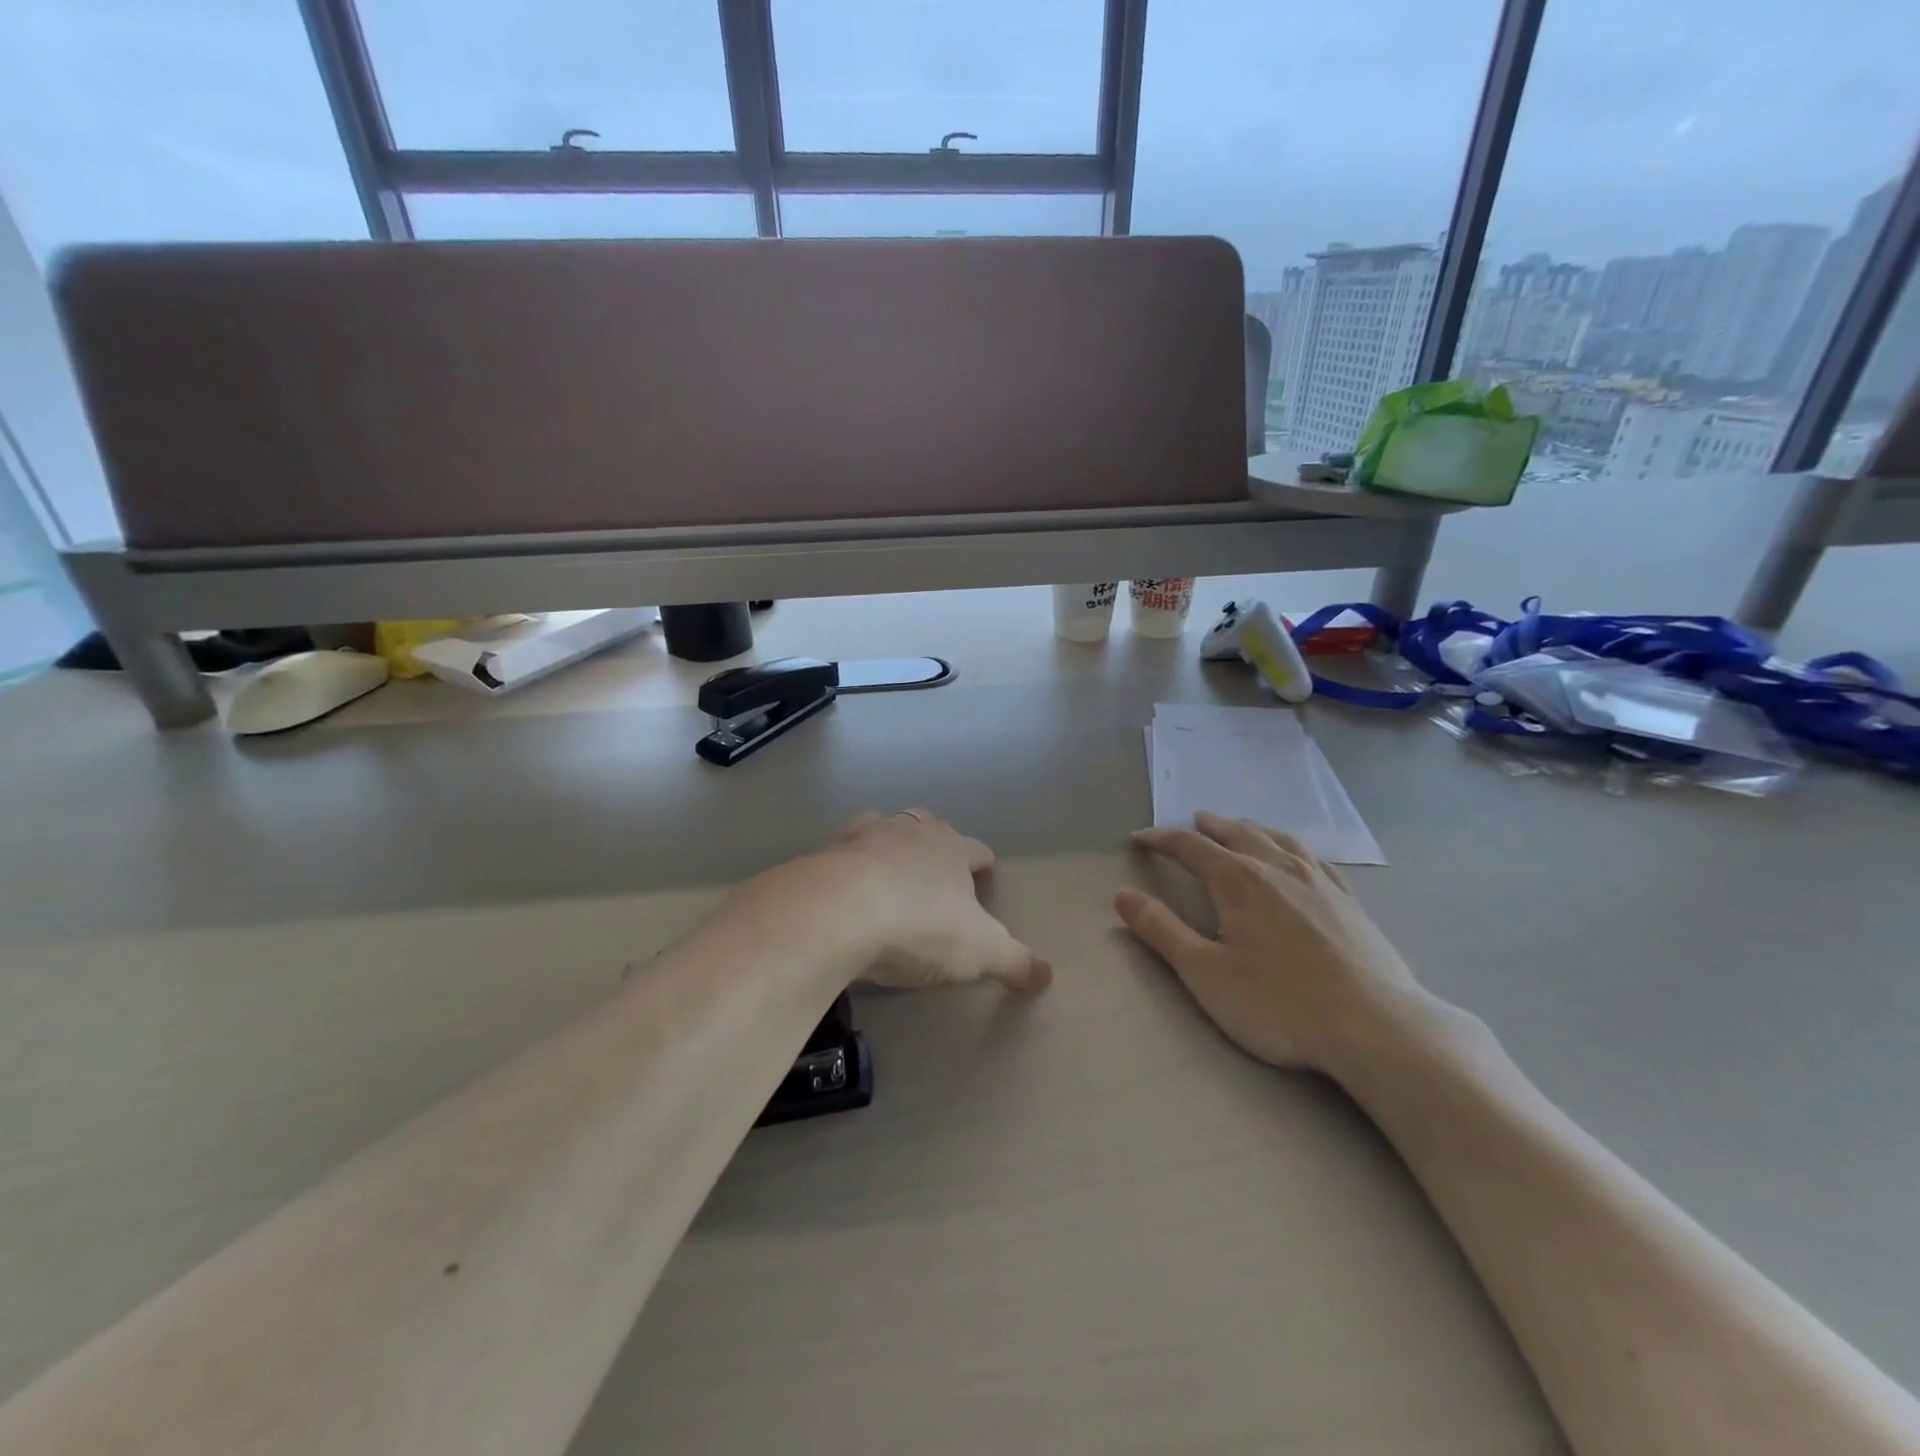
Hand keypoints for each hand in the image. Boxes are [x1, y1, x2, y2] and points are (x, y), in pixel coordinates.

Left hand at [817, 810, 1052, 993]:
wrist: (836, 912)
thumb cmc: (919, 925)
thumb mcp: (979, 951)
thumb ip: (1014, 960)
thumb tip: (1047, 973)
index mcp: (950, 848)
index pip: (975, 849)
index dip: (981, 861)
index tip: (984, 870)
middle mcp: (909, 832)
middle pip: (928, 826)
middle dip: (935, 842)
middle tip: (936, 866)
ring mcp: (862, 837)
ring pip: (882, 829)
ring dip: (888, 844)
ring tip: (888, 867)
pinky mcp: (823, 854)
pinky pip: (840, 854)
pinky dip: (846, 865)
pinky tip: (843, 886)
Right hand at [1115, 811, 1419, 1072]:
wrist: (1376, 1028)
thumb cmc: (1279, 1004)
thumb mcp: (1205, 973)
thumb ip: (1162, 931)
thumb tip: (1123, 895)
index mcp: (1238, 880)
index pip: (1190, 847)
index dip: (1161, 840)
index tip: (1139, 838)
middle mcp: (1278, 868)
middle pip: (1237, 833)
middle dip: (1209, 826)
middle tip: (1192, 822)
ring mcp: (1320, 882)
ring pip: (1278, 839)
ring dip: (1252, 828)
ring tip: (1240, 828)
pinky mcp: (1350, 902)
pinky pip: (1316, 859)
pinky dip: (1294, 848)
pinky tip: (1299, 859)